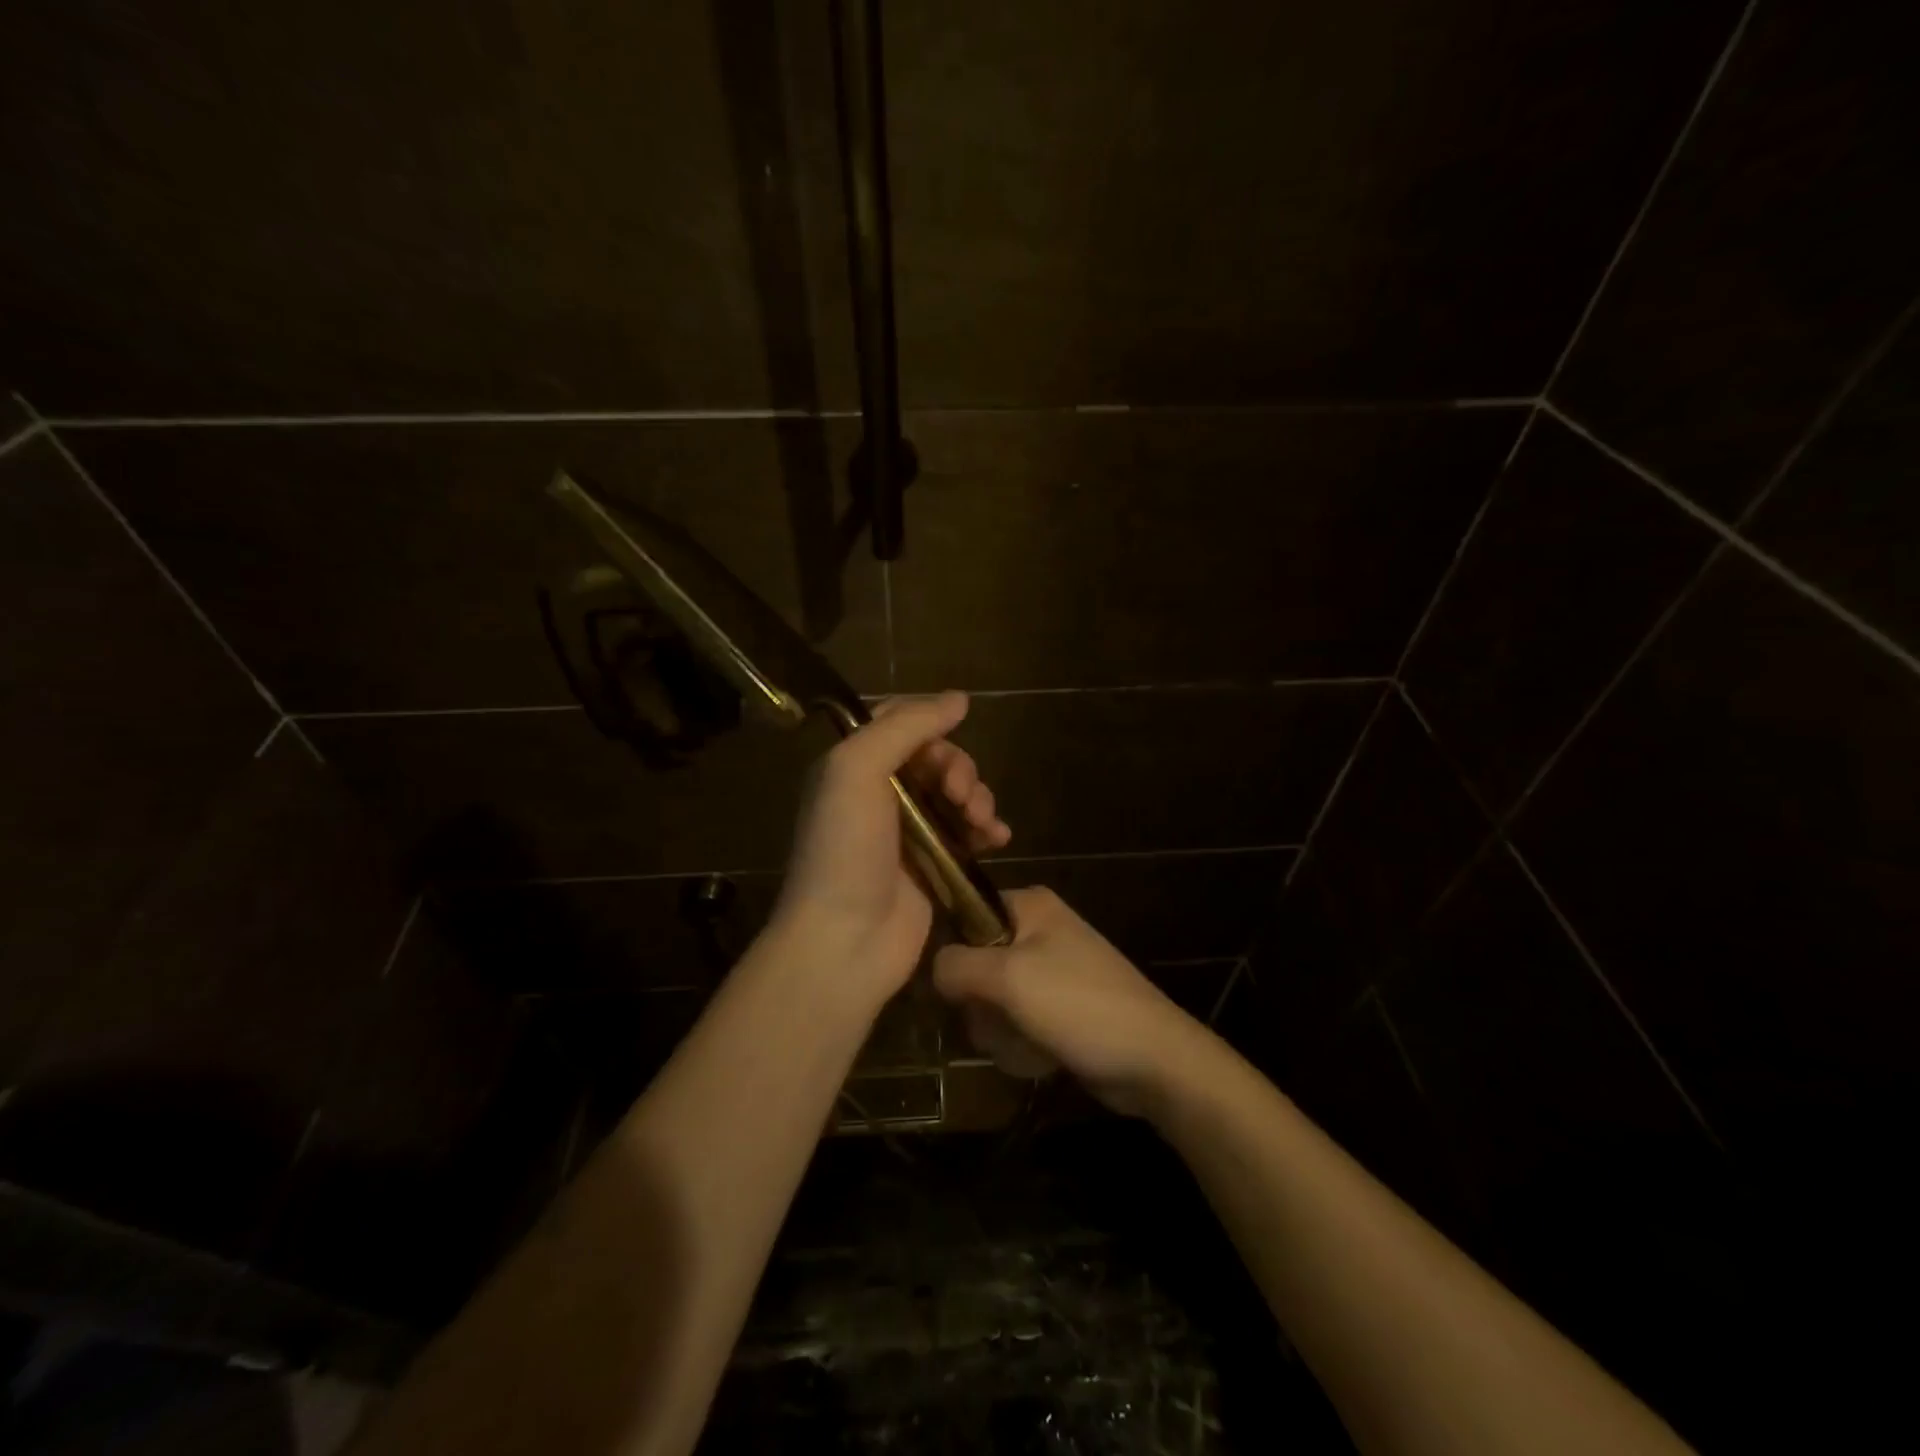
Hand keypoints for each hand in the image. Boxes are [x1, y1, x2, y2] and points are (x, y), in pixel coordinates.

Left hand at [770, 691, 1010, 1015]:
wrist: (845, 940)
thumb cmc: (845, 849)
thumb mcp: (857, 770)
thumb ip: (905, 727)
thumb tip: (958, 699)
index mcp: (853, 765)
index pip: (897, 721)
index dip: (928, 718)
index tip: (957, 723)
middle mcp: (879, 793)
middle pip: (935, 757)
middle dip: (958, 767)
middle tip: (959, 793)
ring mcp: (909, 831)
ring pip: (956, 793)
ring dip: (976, 796)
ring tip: (979, 820)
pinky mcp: (934, 864)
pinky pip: (968, 832)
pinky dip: (986, 828)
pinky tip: (997, 838)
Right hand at [932, 887, 1211, 1113]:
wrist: (1154, 1059)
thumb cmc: (1078, 1005)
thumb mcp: (1008, 978)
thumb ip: (957, 965)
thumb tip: (934, 968)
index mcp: (1029, 905)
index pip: (964, 916)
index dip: (956, 955)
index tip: (960, 989)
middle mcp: (1039, 929)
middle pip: (976, 964)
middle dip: (982, 1004)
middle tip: (1001, 1020)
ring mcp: (1052, 969)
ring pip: (994, 999)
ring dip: (1001, 1030)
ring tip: (1027, 1043)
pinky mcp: (1061, 1006)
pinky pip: (1018, 1021)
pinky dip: (1022, 1042)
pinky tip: (1040, 1057)